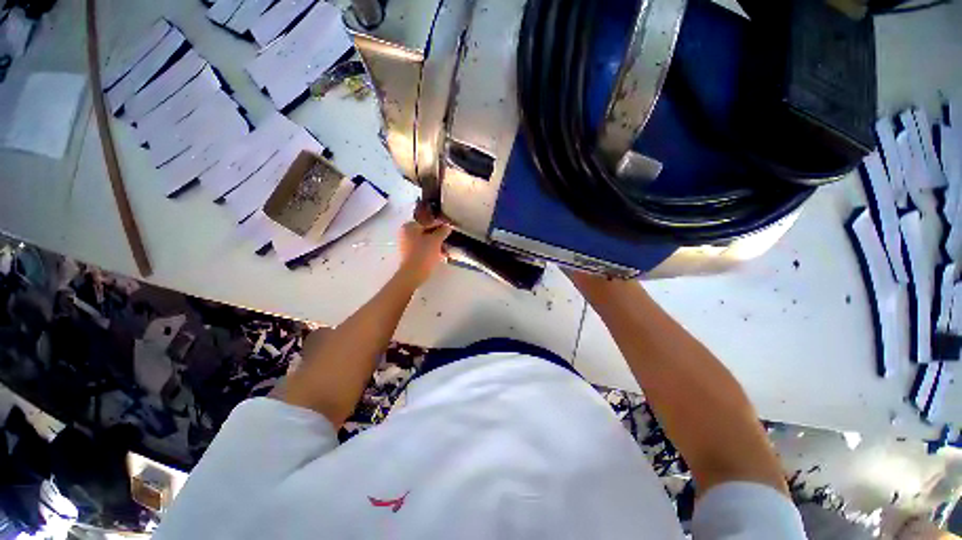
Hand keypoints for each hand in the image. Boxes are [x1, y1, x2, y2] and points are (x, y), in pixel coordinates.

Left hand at [398, 220, 451, 286]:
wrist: (413, 274)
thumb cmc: (423, 254)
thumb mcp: (436, 240)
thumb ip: (442, 231)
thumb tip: (447, 227)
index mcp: (409, 226)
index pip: (428, 221)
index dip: (440, 223)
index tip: (450, 226)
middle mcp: (406, 233)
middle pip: (426, 231)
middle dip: (439, 235)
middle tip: (449, 237)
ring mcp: (407, 244)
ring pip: (425, 240)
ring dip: (437, 243)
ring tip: (446, 248)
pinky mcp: (410, 254)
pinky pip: (423, 248)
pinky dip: (432, 250)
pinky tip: (441, 254)